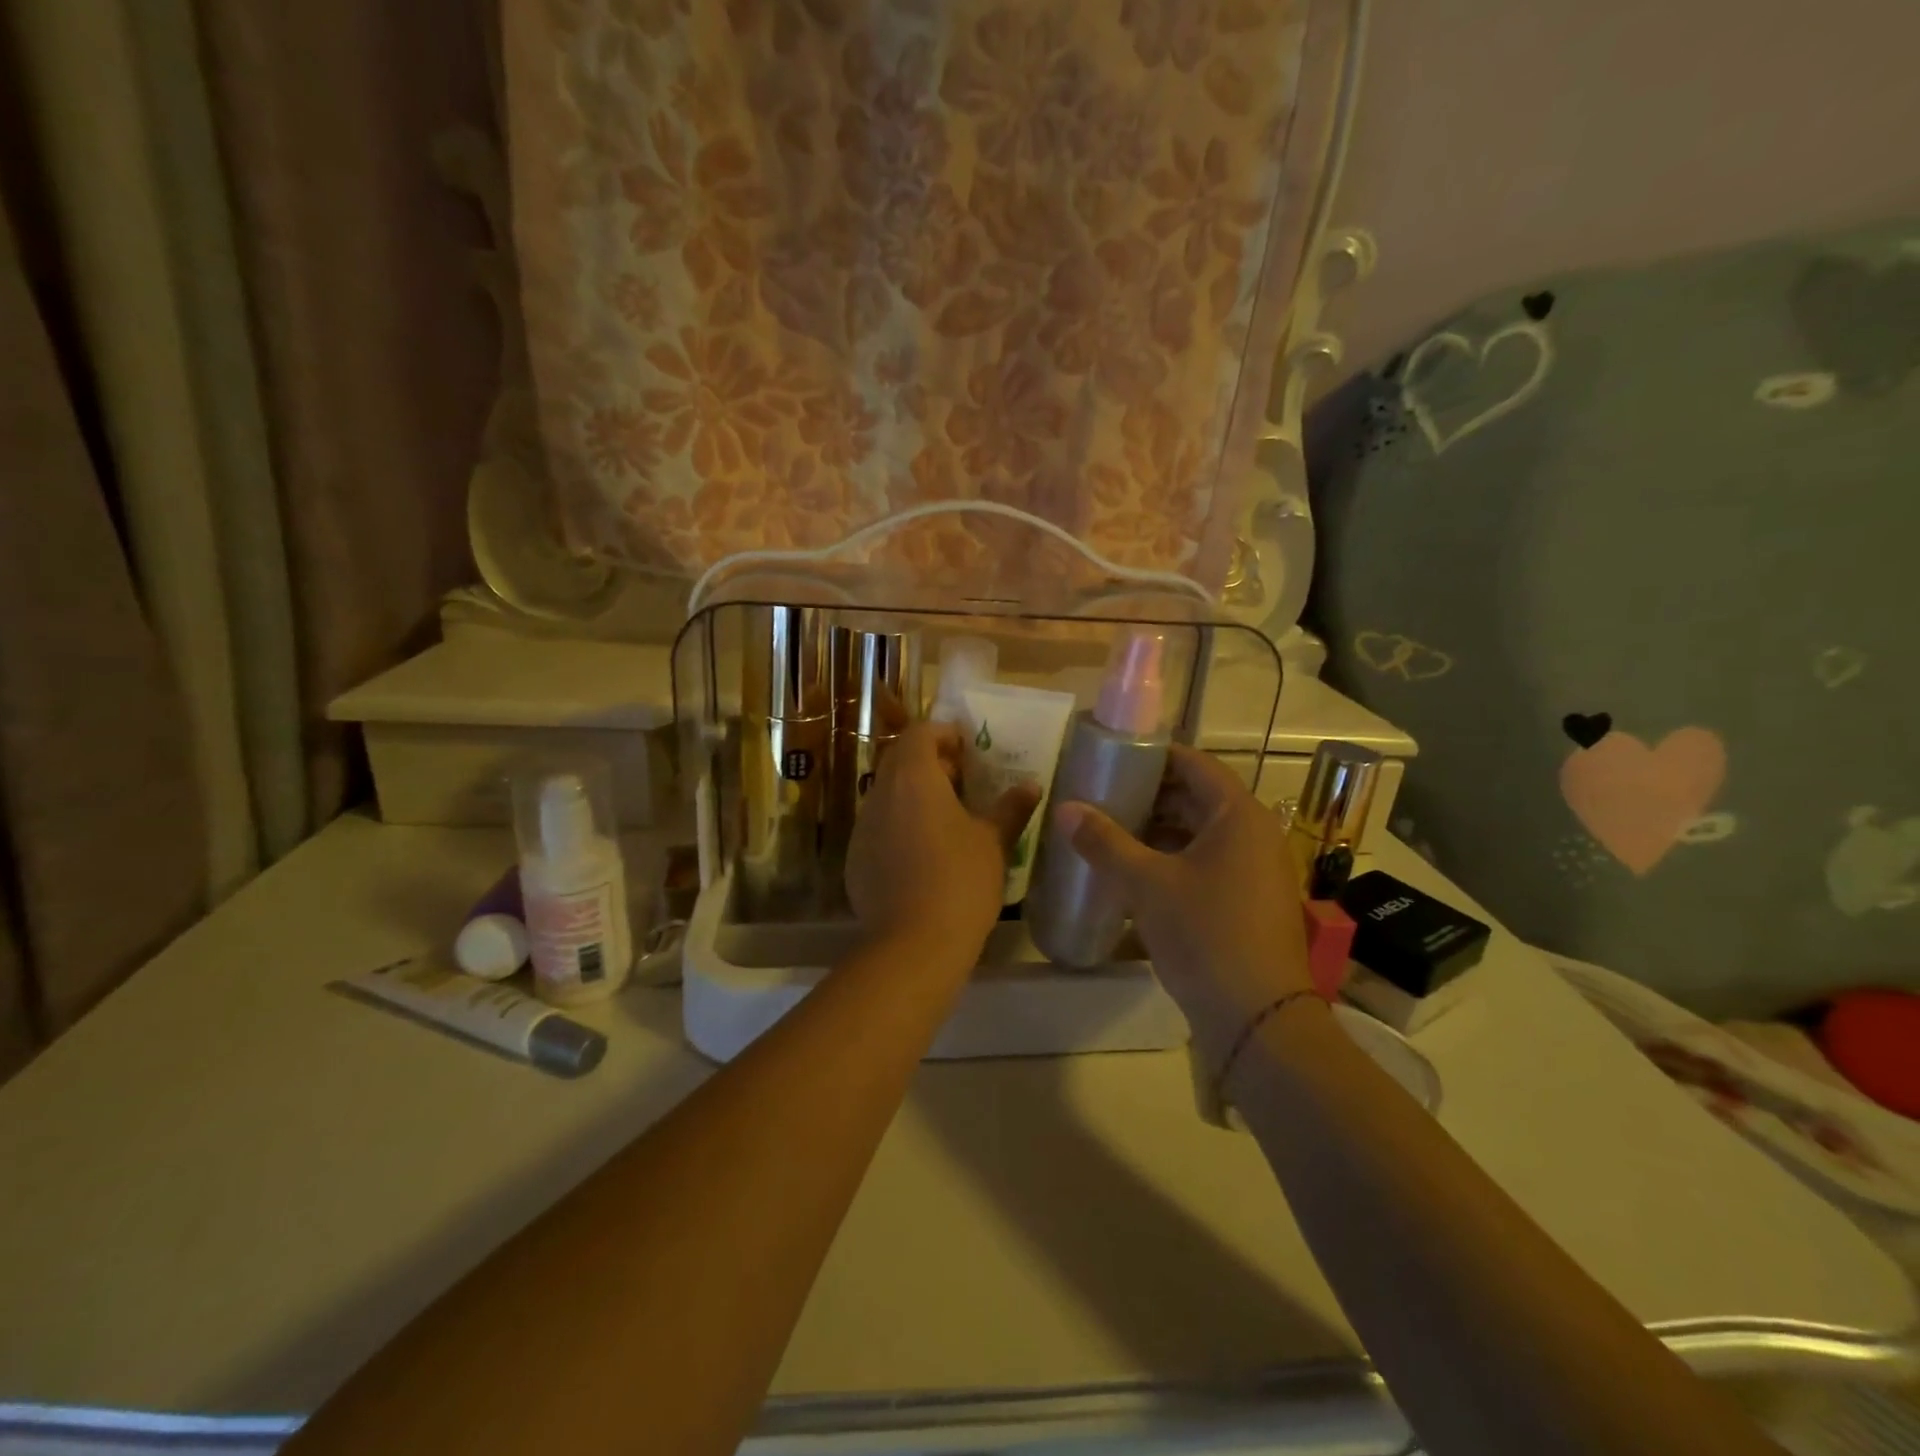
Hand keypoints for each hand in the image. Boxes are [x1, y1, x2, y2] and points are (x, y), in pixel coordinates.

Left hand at [846, 722, 1039, 958]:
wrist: (913, 944)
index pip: (919, 733)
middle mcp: (881, 794)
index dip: (943, 733)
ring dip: (913, 794)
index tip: (967, 748)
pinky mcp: (856, 859)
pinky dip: (900, 824)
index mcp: (914, 778)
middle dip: (929, 761)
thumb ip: (1011, 808)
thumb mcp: (993, 842)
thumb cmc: (960, 880)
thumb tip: (1031, 786)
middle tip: (962, 780)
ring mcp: (863, 828)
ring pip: (887, 794)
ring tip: (946, 816)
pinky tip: (924, 852)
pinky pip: (879, 826)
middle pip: (899, 760)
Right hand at [1054, 746, 1310, 1071]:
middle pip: (1196, 797)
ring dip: (1157, 831)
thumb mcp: (1147, 884)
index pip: (1193, 763)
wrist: (1258, 1019)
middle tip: (1100, 798)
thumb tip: (1065, 808)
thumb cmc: (1205, 935)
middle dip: (1148, 797)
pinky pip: (1207, 863)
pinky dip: (1172, 860)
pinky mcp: (1249, 900)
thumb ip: (1104, 842)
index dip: (1151, 757)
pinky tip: (1135, 874)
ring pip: (1199, 833)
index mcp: (1238, 815)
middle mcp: (1254, 833)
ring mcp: (1255, 869)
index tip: (1110, 758)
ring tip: (1109, 834)